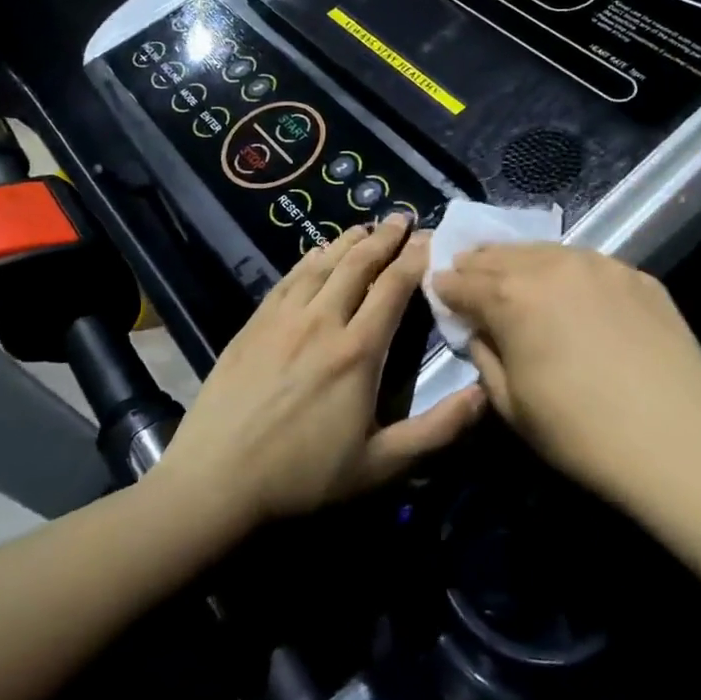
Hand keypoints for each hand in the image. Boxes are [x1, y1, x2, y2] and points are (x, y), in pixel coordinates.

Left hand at [158, 215, 484, 528]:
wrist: (215, 480)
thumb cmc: (302, 476)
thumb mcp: (380, 466)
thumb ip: (437, 430)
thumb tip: (485, 395)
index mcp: (357, 351)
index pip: (393, 288)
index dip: (414, 259)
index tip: (431, 239)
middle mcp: (322, 322)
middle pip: (358, 265)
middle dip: (384, 238)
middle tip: (403, 219)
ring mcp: (282, 319)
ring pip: (322, 265)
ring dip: (348, 241)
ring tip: (367, 227)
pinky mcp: (253, 325)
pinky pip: (288, 279)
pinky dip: (309, 259)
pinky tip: (317, 253)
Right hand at [431, 244, 700, 502]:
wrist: (678, 437)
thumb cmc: (580, 432)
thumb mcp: (511, 404)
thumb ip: (485, 355)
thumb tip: (479, 329)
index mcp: (511, 297)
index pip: (463, 282)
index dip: (445, 287)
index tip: (437, 289)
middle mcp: (551, 266)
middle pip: (500, 255)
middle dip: (477, 264)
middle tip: (466, 272)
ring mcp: (599, 265)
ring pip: (544, 250)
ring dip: (520, 260)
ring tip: (512, 271)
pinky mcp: (636, 275)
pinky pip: (587, 263)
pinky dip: (565, 270)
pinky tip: (569, 289)